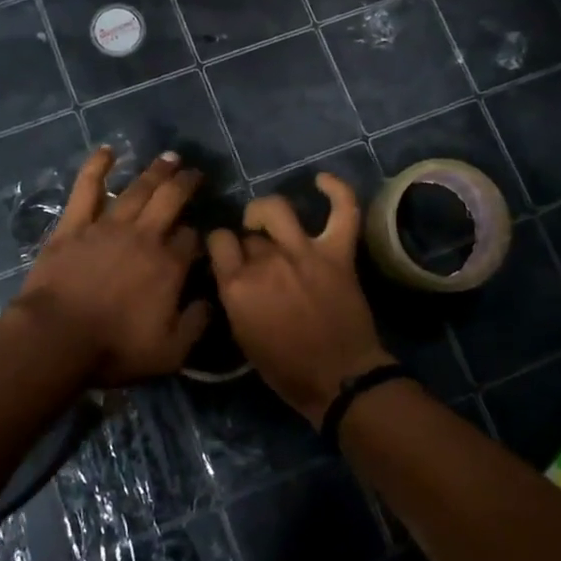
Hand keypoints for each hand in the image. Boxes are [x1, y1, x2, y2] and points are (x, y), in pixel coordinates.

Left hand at [12, 148, 210, 385]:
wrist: (56, 339)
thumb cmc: (114, 348)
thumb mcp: (170, 352)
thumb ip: (196, 324)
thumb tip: (210, 301)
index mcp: (169, 265)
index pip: (191, 238)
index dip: (196, 235)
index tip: (196, 238)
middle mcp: (144, 236)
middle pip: (171, 199)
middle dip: (186, 183)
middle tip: (194, 172)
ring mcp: (108, 226)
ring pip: (138, 189)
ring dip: (155, 170)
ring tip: (169, 157)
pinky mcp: (75, 225)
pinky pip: (88, 188)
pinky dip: (98, 167)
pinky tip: (108, 151)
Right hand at [207, 175, 394, 426]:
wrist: (340, 380)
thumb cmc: (286, 370)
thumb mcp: (242, 337)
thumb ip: (234, 297)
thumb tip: (234, 273)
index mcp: (237, 286)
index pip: (218, 241)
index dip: (221, 246)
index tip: (226, 254)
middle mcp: (266, 262)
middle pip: (249, 234)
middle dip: (249, 242)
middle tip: (257, 258)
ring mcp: (304, 253)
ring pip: (277, 210)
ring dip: (268, 212)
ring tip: (268, 220)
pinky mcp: (338, 253)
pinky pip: (342, 211)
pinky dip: (336, 191)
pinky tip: (321, 179)